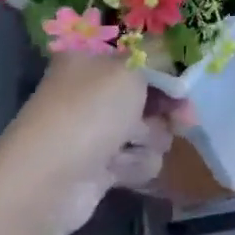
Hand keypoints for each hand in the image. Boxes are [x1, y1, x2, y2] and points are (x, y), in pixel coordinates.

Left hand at [0, 54, 187, 234]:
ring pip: (148, 128)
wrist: (46, 183)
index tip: (188, 76)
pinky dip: (133, 164)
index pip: (138, 51)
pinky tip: (117, 169)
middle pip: (148, 92)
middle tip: (184, 118)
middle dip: (166, 108)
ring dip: (148, 138)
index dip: (166, 64)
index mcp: (91, 57)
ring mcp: (96, 128)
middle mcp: (92, 89)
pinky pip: (137, 158)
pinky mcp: (101, 164)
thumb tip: (174, 64)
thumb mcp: (129, 70)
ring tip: (130, 145)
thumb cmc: (88, 112)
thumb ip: (160, 60)